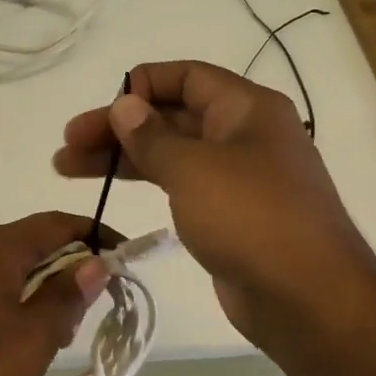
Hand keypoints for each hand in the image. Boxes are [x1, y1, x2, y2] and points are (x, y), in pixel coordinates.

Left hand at [0, 212, 114, 375]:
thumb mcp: (32, 339)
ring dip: (37, 291)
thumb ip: (66, 296)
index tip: (124, 260)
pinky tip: (9, 343)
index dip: (95, 237)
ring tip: (49, 338)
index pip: (57, 223)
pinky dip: (8, 302)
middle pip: (30, 244)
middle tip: (84, 316)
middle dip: (66, 271)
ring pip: (5, 268)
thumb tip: (94, 263)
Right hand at [53, 61, 375, 353]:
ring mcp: (237, 177)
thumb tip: (125, 106)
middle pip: (171, 116)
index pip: (186, 76)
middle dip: (117, 127)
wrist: (308, 298)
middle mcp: (243, 135)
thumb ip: (152, 136)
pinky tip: (114, 189)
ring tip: (67, 167)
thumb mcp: (194, 169)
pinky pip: (180, 185)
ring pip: (170, 153)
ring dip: (122, 157)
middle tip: (67, 145)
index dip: (140, 85)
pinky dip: (146, 182)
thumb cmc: (251, 218)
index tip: (101, 110)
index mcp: (246, 109)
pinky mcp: (228, 215)